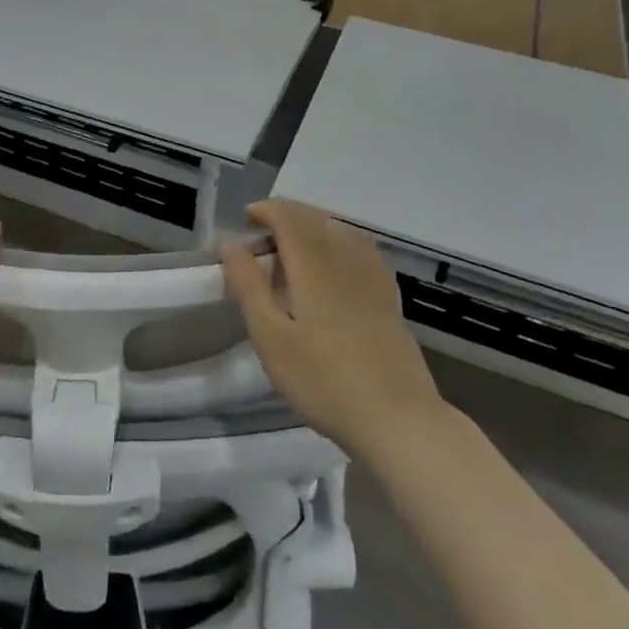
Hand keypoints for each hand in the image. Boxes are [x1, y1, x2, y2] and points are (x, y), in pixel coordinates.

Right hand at [221, 200, 447, 465]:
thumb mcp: (271, 338)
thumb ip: (249, 286)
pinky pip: (358, 248)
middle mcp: (346, 258)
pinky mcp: (387, 294)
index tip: (245, 221)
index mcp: (314, 264)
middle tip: (260, 237)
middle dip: (286, 216)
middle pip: (314, 218)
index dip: (265, 210)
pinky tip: (331, 267)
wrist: (397, 418)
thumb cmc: (324, 380)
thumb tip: (231, 243)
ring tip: (291, 249)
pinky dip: (336, 242)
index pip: (288, 217)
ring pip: (339, 230)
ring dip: (311, 227)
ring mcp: (372, 275)